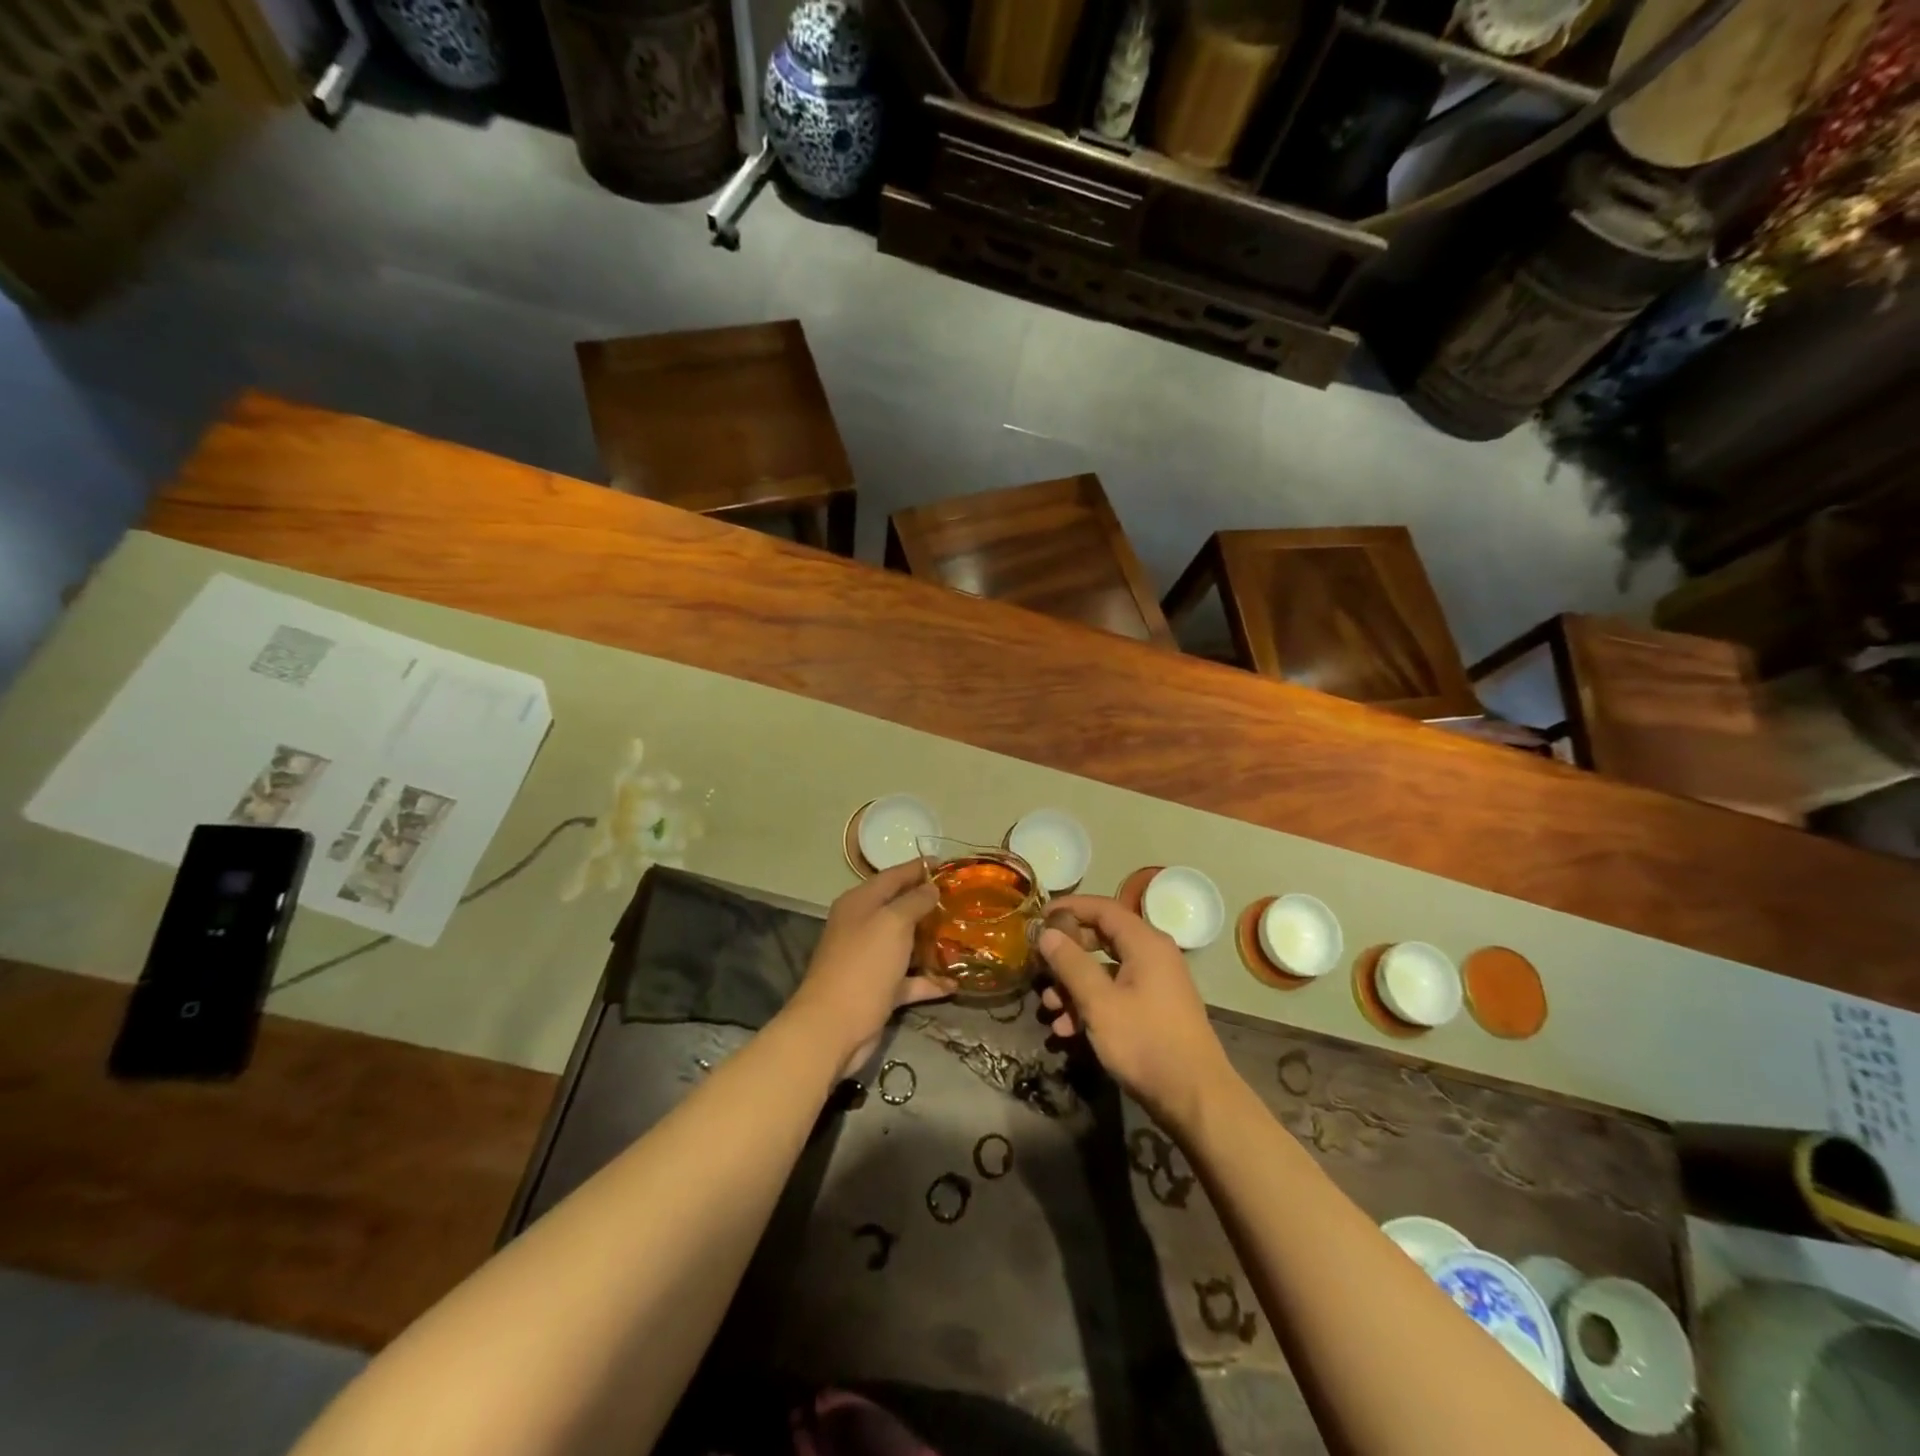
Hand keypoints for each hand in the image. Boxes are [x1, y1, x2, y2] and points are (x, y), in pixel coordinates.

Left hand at [786, 860, 948, 1075]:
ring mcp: (869, 960)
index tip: (949, 864)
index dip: (919, 868)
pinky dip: (928, 980)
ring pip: (905, 944)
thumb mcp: (893, 923)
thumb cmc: (864, 965)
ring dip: (931, 942)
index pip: (893, 876)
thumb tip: (931, 888)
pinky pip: (908, 979)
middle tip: (963, 901)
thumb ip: (914, 901)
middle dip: (929, 905)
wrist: (833, 1027)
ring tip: (964, 937)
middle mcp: (862, 927)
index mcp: (860, 903)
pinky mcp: (877, 990)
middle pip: (900, 909)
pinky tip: (954, 983)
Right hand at [1037, 895, 1236, 1130]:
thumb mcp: (1099, 1003)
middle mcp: (1154, 955)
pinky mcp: (1155, 1010)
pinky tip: (1067, 1030)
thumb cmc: (1145, 1043)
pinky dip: (1092, 1004)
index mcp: (1145, 943)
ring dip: (1074, 985)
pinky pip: (1116, 993)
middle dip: (1068, 952)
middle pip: (1103, 938)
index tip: (1038, 916)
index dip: (1069, 908)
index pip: (1103, 908)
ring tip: (1048, 1007)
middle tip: (1039, 962)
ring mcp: (1156, 984)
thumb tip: (1047, 933)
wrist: (1195, 1099)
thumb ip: (1071, 964)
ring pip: (1106, 970)